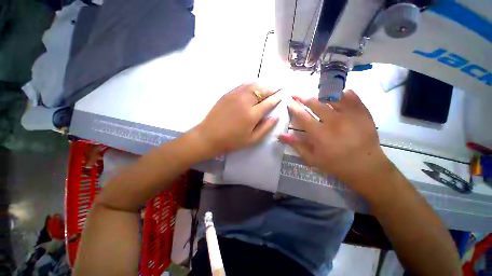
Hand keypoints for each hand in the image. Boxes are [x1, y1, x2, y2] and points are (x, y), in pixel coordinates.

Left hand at [193, 83, 280, 155]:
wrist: (209, 136)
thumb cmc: (231, 141)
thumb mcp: (251, 140)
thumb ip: (265, 128)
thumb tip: (275, 117)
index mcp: (252, 114)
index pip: (268, 102)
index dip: (277, 97)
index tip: (283, 93)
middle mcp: (245, 101)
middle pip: (262, 90)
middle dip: (272, 88)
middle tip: (278, 88)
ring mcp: (235, 96)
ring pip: (252, 85)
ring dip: (262, 85)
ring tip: (268, 87)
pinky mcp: (227, 94)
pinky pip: (242, 86)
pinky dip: (251, 85)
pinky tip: (253, 87)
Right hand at [279, 90, 392, 195]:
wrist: (366, 167)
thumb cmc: (335, 164)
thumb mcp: (312, 158)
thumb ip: (296, 145)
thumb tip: (280, 135)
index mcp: (320, 134)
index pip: (302, 116)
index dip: (294, 108)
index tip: (289, 102)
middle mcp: (334, 121)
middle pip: (315, 103)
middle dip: (303, 98)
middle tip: (296, 95)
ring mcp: (350, 115)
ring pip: (332, 97)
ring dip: (320, 95)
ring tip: (315, 95)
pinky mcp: (362, 112)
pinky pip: (351, 96)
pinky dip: (341, 93)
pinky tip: (336, 96)